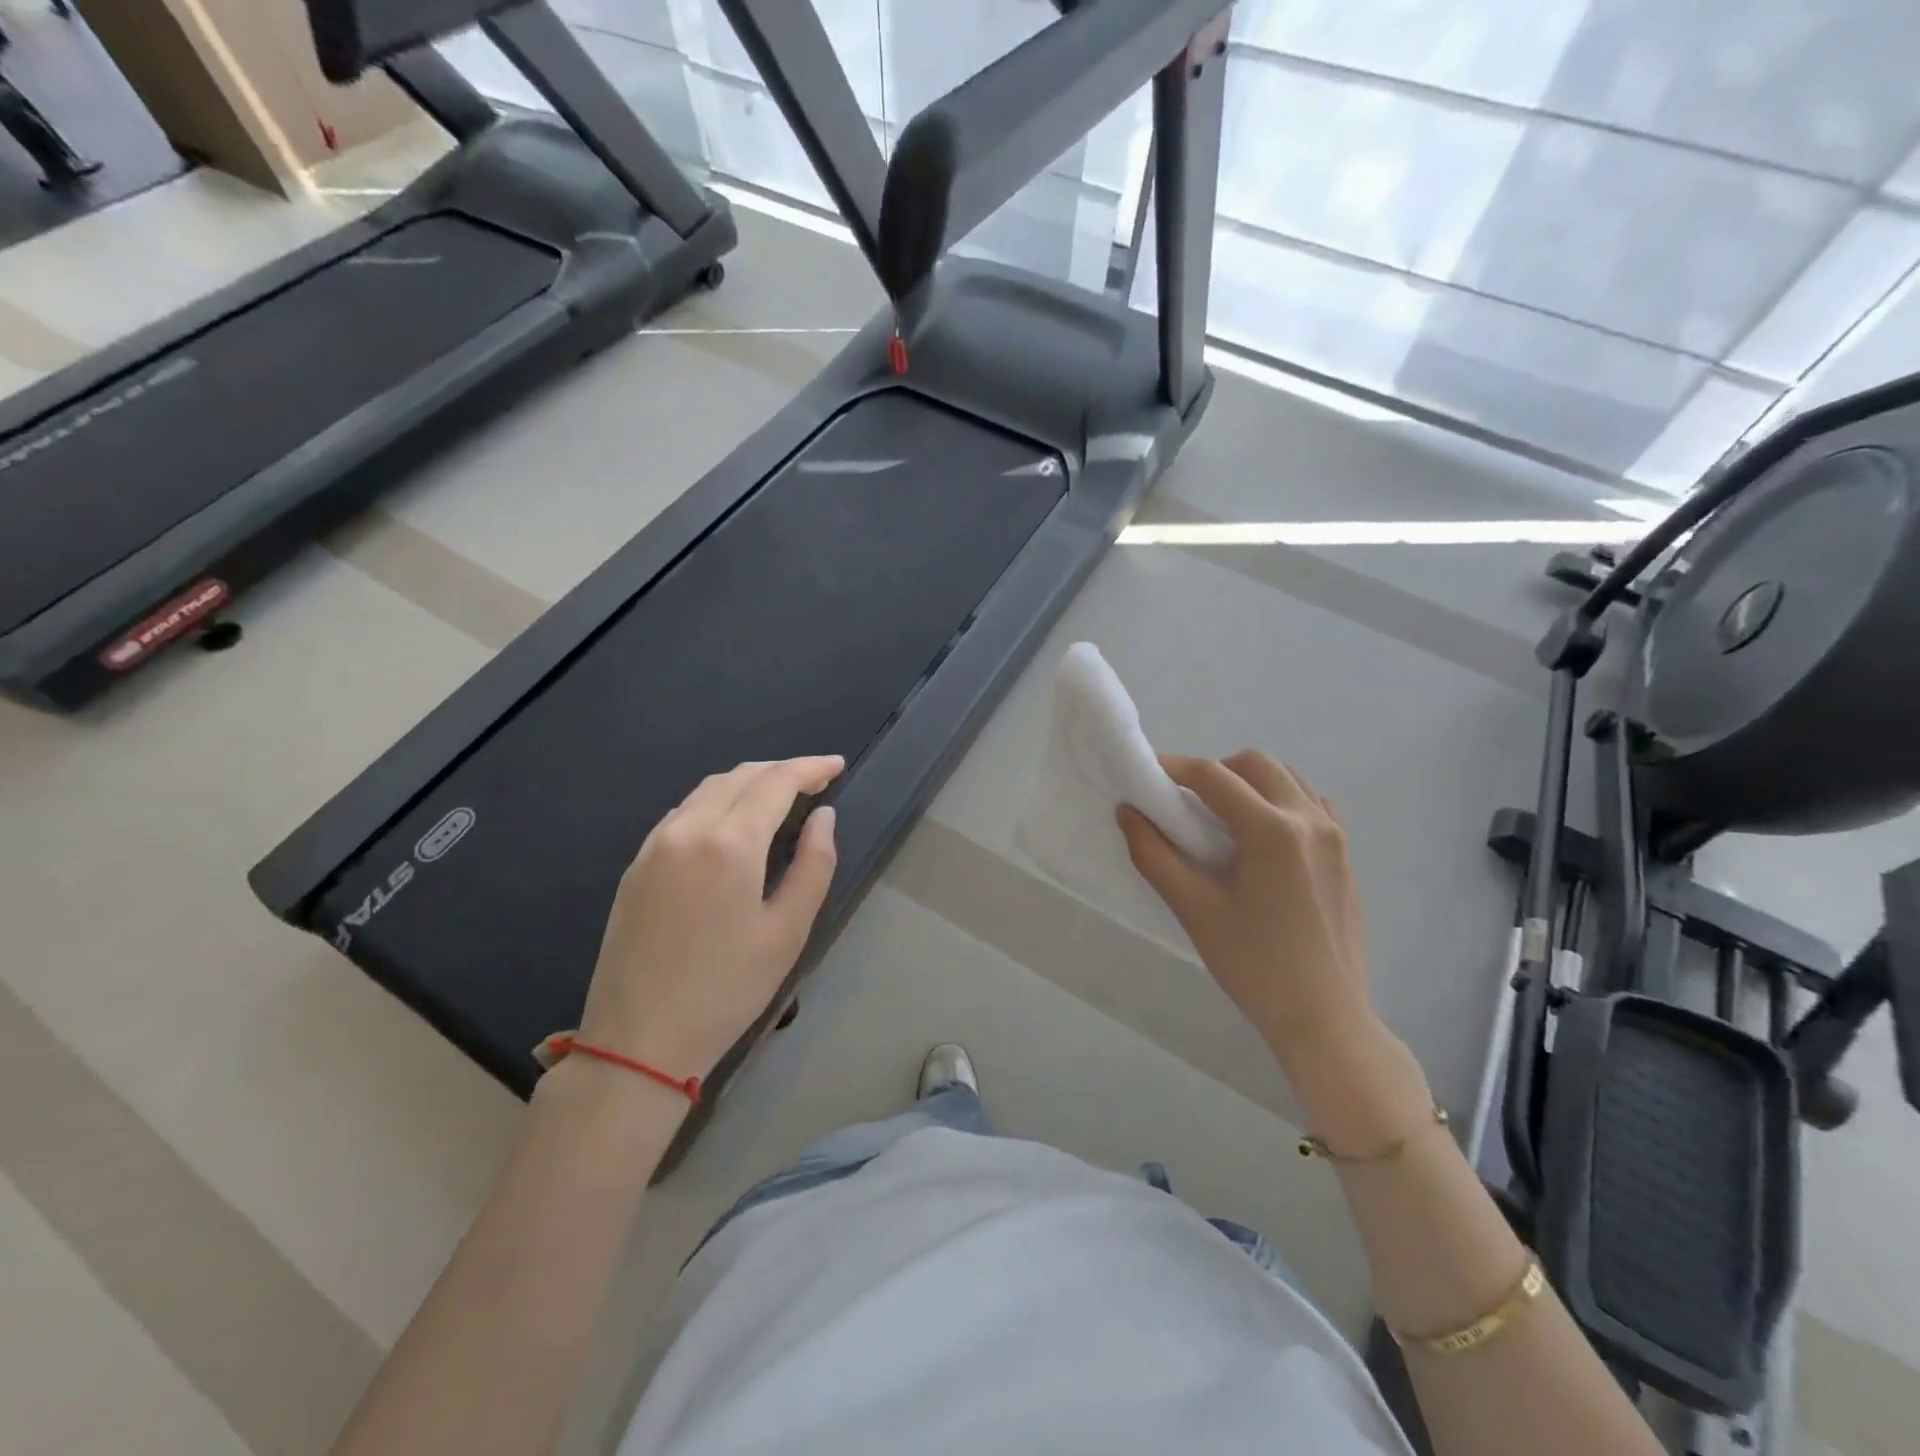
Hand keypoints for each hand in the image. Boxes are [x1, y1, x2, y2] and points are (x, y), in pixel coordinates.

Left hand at [578, 756, 842, 1080]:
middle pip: (741, 776)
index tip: (837, 765)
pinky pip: (684, 811)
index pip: (776, 782)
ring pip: (709, 788)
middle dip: (782, 770)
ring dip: (749, 782)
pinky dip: (718, 800)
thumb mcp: (788, 931)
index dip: (810, 768)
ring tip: (780, 796)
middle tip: (816, 781)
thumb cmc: (727, 989)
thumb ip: (814, 864)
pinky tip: (733, 822)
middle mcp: (688, 829)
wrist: (637, 1041)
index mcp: (730, 843)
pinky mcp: (636, 864)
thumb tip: (823, 816)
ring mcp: (655, 844)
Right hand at [1119, 751, 1373, 1065]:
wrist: (1324, 1017)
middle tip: (1185, 803)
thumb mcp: (1193, 909)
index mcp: (1271, 830)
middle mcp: (1308, 819)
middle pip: (1254, 764)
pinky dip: (1281, 801)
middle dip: (1214, 771)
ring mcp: (1334, 835)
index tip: (1146, 776)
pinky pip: (1312, 803)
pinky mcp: (1345, 854)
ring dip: (1249, 782)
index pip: (1213, 776)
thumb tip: (1127, 812)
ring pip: (1287, 778)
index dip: (1174, 768)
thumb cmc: (1253, 965)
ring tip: (1223, 818)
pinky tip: (1263, 836)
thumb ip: (1153, 854)